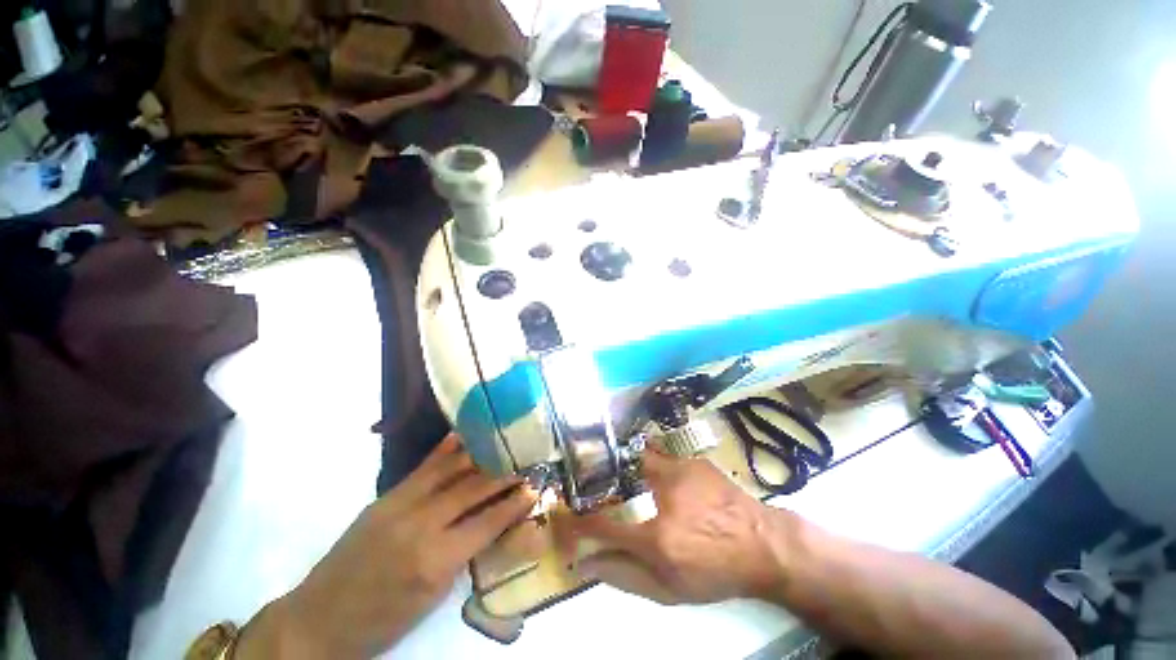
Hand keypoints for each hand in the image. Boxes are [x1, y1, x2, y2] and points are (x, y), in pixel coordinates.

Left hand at [237, 434, 537, 658]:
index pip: (488, 522)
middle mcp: (422, 524)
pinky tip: (464, 433)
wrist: (319, 617)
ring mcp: (401, 504)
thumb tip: (492, 522)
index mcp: (436, 559)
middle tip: (526, 459)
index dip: (514, 503)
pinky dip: (447, 448)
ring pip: (452, 469)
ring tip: (504, 441)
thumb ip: (464, 555)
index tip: (535, 487)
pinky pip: (424, 466)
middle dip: (504, 472)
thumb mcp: (432, 599)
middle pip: (473, 489)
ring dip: (481, 454)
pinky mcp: (387, 496)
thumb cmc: (382, 619)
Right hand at [557, 450, 793, 604]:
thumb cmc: (715, 573)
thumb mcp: (670, 590)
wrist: (762, 544)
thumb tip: (585, 562)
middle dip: (603, 480)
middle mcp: (664, 494)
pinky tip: (663, 479)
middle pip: (617, 475)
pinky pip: (660, 456)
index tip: (565, 518)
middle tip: (600, 488)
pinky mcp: (692, 460)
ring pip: (638, 459)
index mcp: (658, 536)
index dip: (578, 521)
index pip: (602, 524)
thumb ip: (623, 576)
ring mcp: (680, 470)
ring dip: (628, 471)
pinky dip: (652, 466)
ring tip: (633, 481)